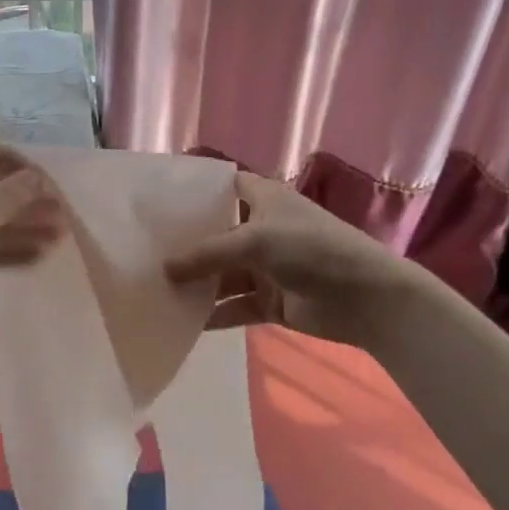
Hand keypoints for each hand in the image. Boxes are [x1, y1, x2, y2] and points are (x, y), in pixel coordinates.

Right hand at [164, 171, 419, 347]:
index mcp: (262, 199)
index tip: (156, 203)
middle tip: (142, 251)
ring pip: (221, 274)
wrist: (366, 298)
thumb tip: (163, 269)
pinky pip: (233, 306)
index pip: (221, 187)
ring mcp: (265, 267)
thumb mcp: (254, 239)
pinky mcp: (269, 301)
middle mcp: (260, 228)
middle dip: (184, 244)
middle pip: (215, 234)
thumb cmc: (311, 248)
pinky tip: (183, 321)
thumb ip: (207, 253)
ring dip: (195, 283)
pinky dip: (213, 314)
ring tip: (153, 290)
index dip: (193, 193)